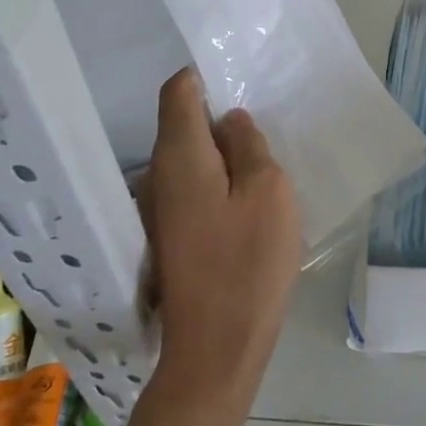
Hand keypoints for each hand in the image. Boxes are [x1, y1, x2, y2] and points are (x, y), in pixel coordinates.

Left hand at [144, 68, 300, 400]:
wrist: (216, 349)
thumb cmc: (247, 262)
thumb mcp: (268, 191)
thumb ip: (249, 146)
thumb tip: (231, 120)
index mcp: (179, 157)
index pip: (178, 91)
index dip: (205, 77)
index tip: (242, 82)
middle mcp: (157, 176)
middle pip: (182, 124)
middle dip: (221, 117)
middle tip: (267, 127)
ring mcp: (160, 209)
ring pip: (191, 158)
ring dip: (224, 153)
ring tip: (266, 163)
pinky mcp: (171, 236)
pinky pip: (194, 188)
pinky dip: (219, 181)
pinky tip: (250, 200)